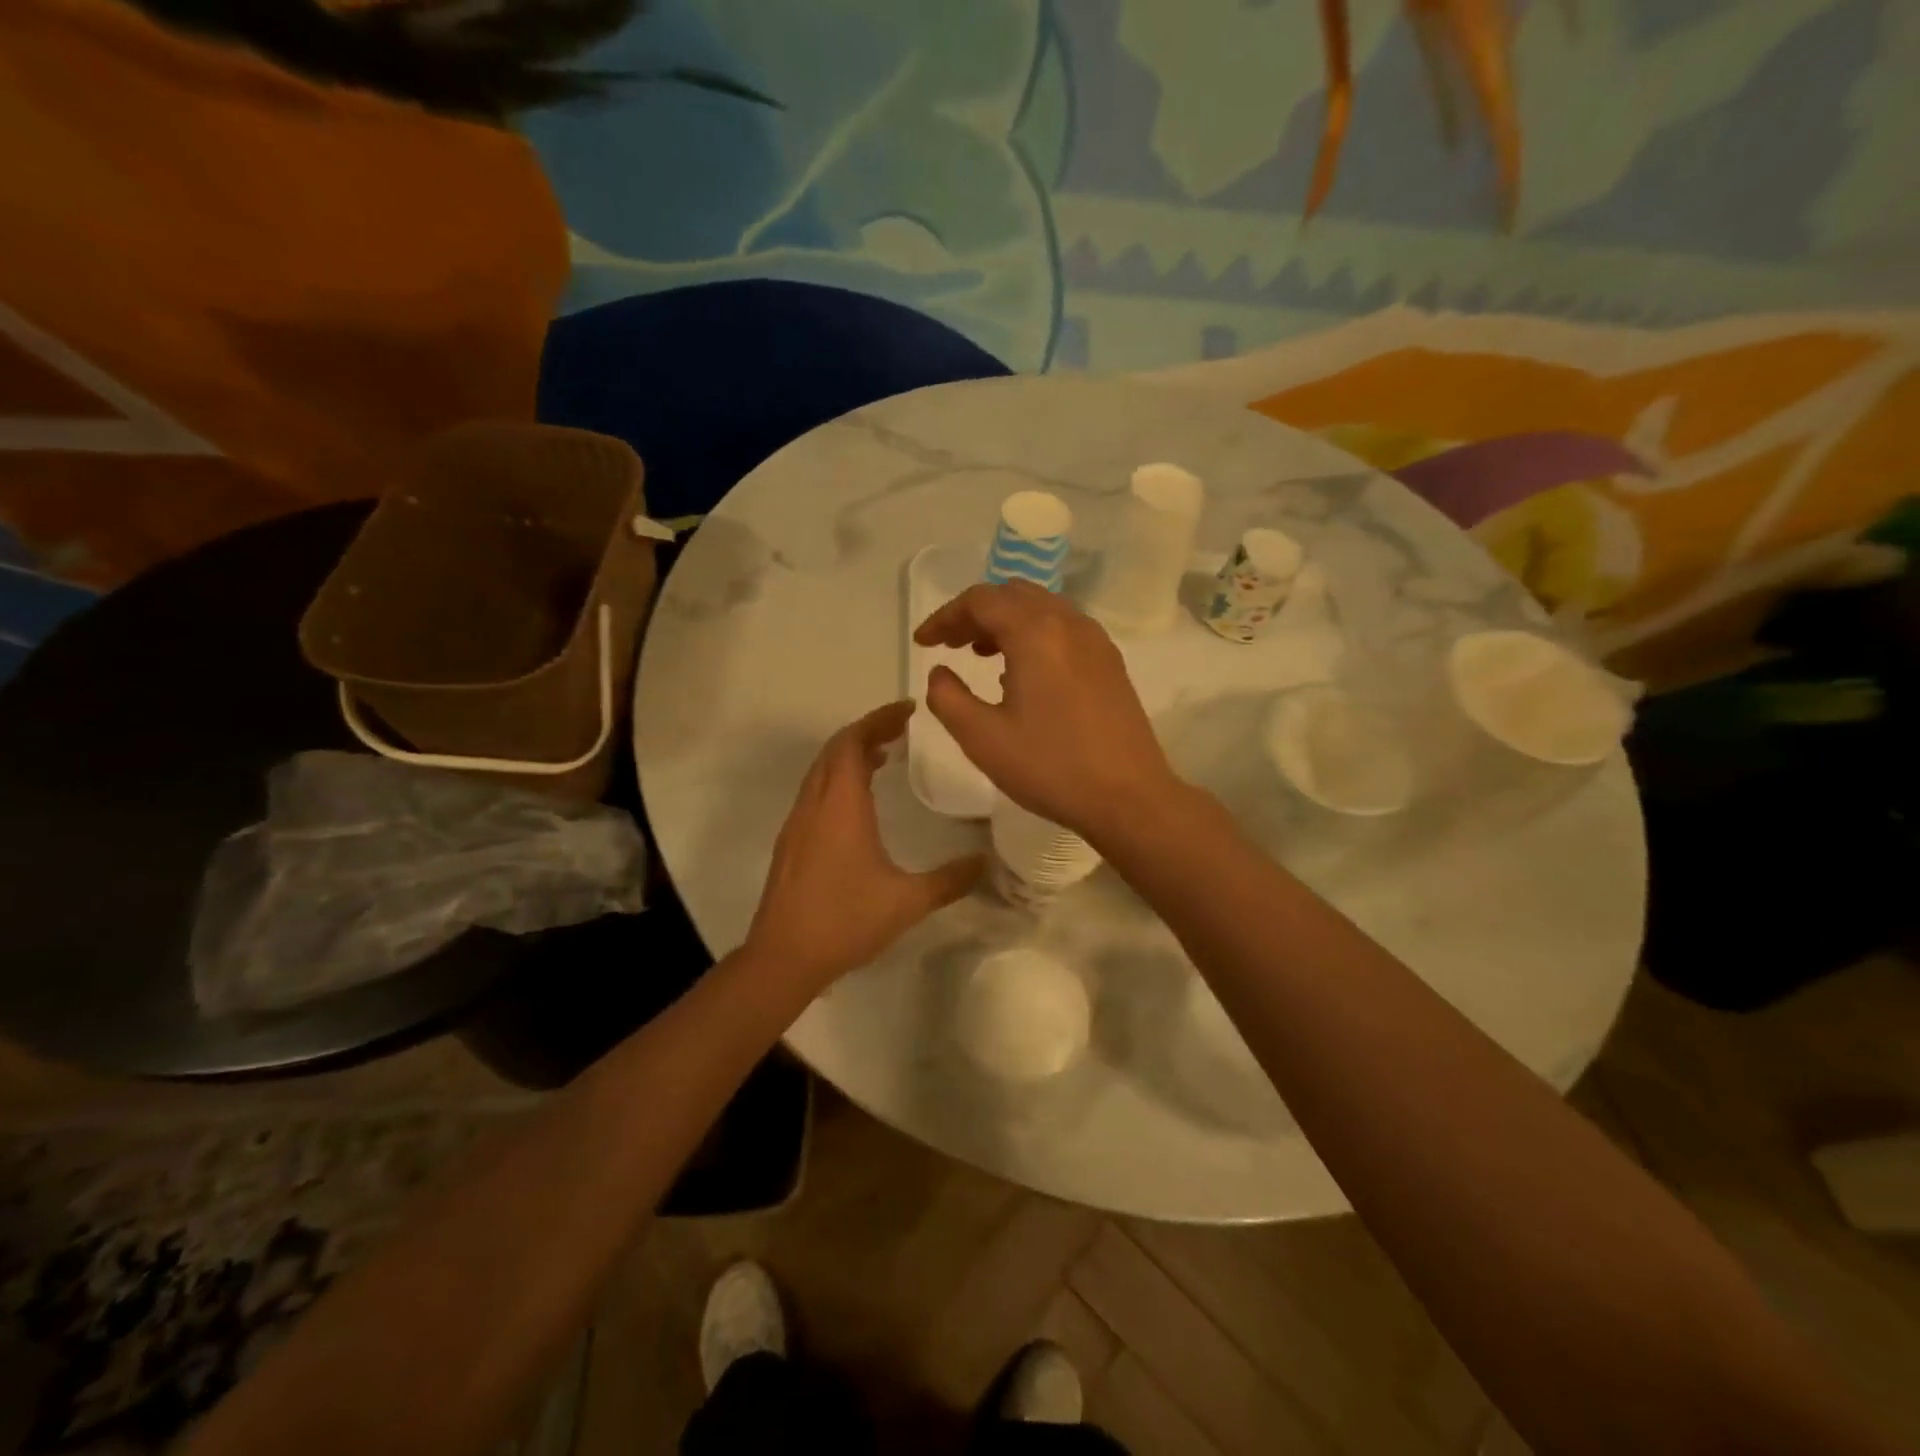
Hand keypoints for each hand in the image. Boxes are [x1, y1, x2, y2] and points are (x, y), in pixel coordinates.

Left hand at [746, 701, 983, 989]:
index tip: (909, 710)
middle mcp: (814, 805)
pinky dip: (837, 778)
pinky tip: (858, 801)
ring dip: (850, 754)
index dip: (879, 719)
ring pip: (821, 771)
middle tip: (901, 728)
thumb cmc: (846, 921)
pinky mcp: (791, 842)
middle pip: (835, 749)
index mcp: (840, 806)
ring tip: (883, 755)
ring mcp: (797, 823)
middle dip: (866, 730)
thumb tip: (985, 862)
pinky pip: (814, 791)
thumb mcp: (908, 901)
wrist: (784, 958)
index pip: (853, 742)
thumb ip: (950, 879)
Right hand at [914, 580, 1182, 841]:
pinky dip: (1034, 634)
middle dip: (975, 613)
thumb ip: (948, 698)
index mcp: (1035, 632)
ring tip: (981, 654)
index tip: (923, 643)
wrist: (1128, 797)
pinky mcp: (1110, 662)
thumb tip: (940, 673)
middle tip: (951, 644)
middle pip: (1013, 595)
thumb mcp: (982, 738)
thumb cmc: (1050, 767)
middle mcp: (1068, 623)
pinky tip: (1023, 673)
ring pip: (1042, 608)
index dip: (945, 617)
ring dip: (1006, 621)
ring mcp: (1095, 641)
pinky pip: (1064, 628)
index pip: (980, 600)